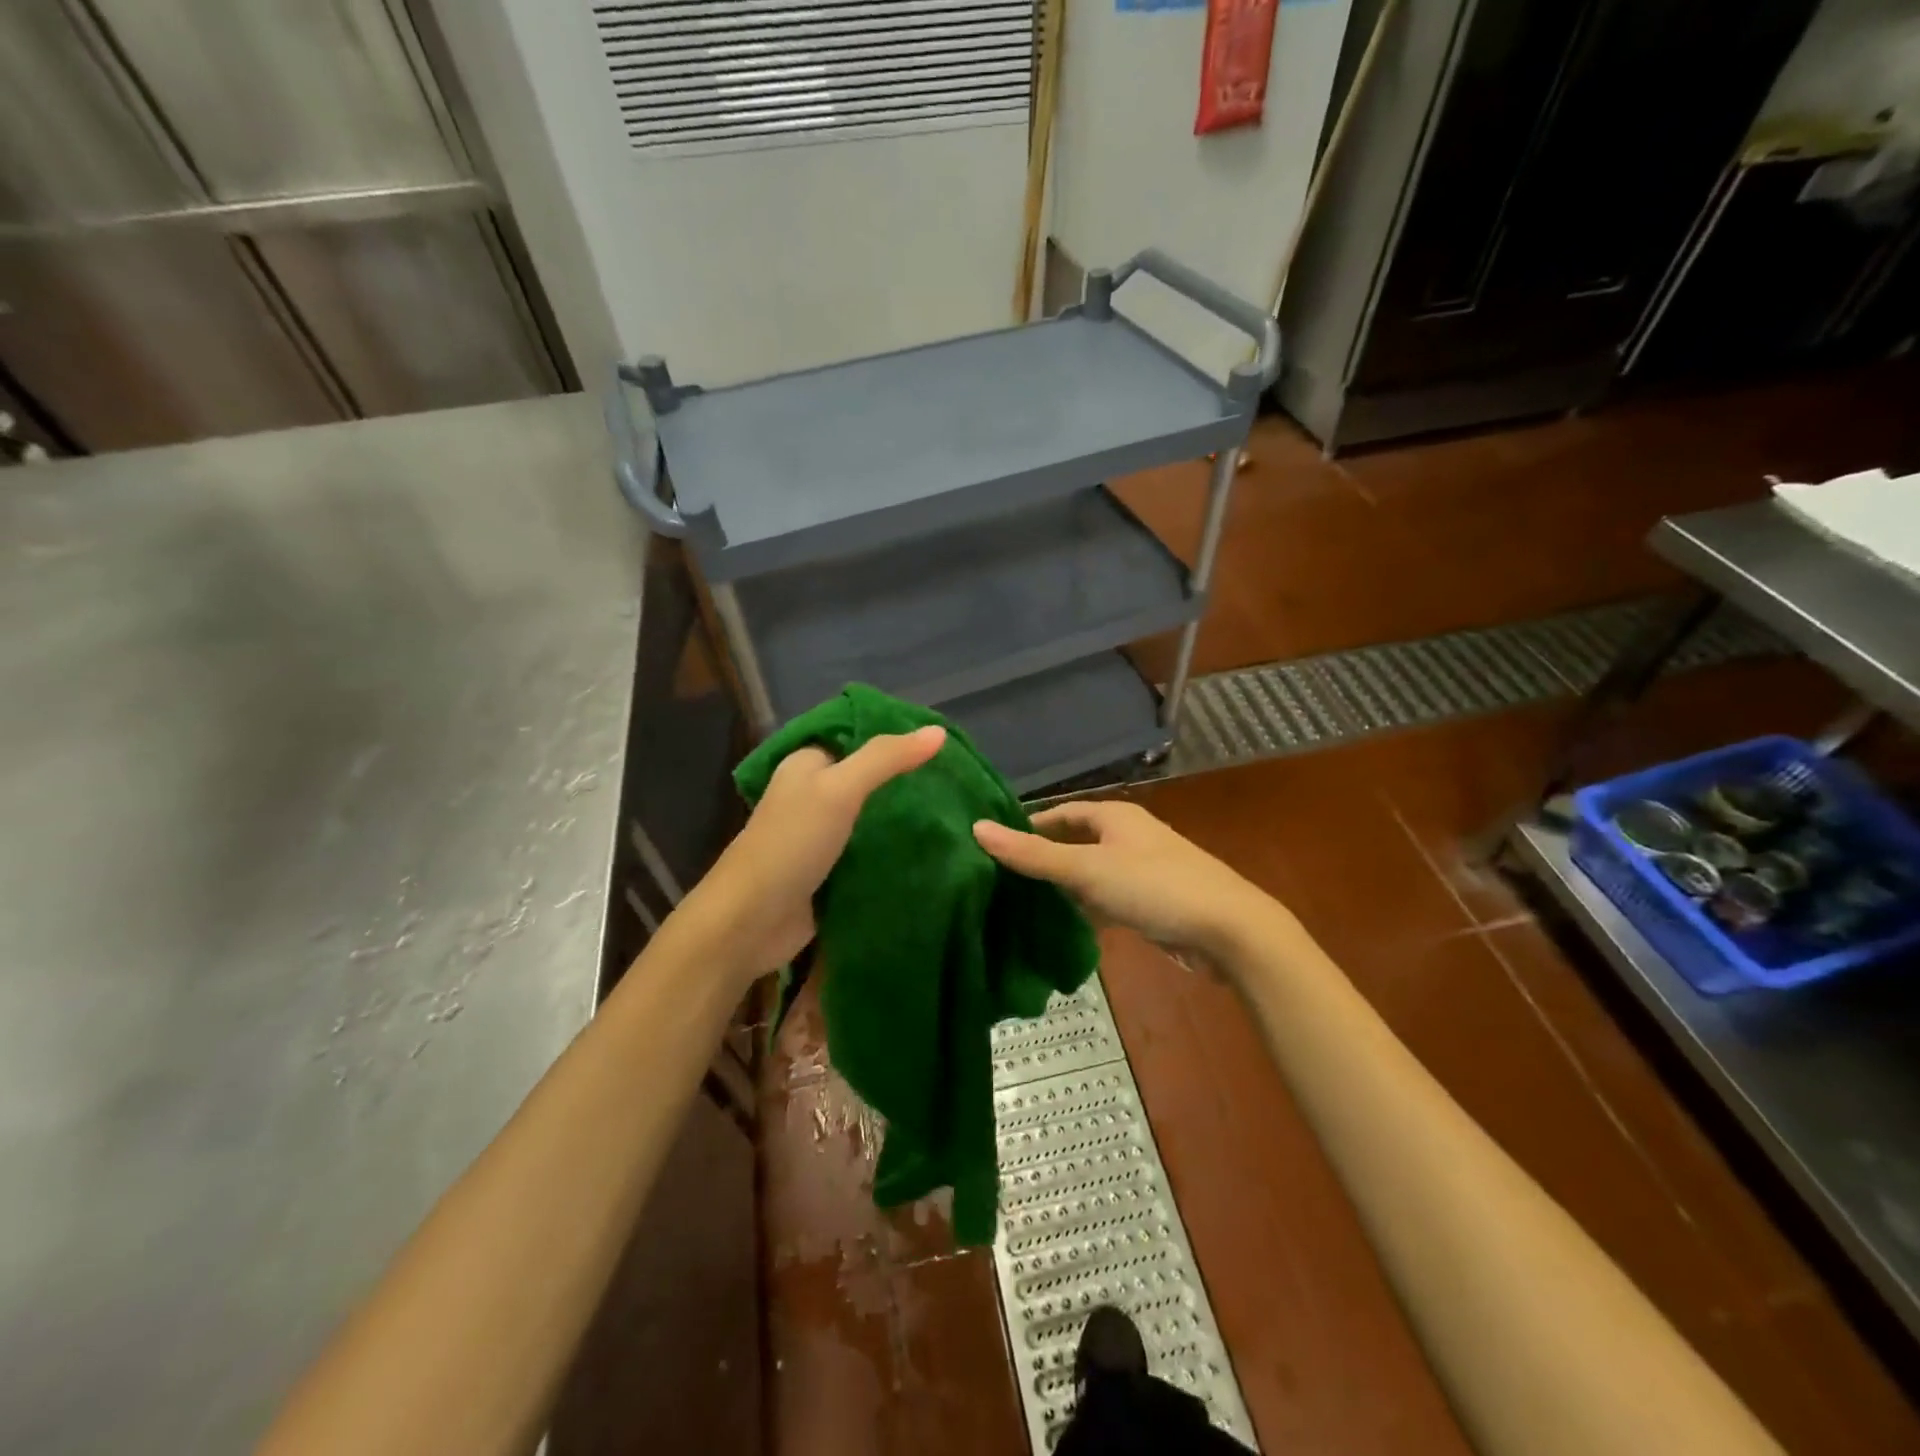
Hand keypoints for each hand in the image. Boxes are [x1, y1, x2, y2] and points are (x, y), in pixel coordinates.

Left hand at [682, 725, 945, 983]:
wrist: (750, 922)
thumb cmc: (791, 844)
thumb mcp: (839, 789)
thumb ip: (886, 759)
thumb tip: (938, 731)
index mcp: (807, 765)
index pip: (858, 738)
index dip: (897, 738)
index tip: (944, 744)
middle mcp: (812, 795)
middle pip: (868, 780)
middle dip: (906, 782)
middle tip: (956, 782)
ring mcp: (821, 837)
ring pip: (871, 818)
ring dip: (904, 819)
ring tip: (955, 814)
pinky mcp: (830, 873)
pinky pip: (869, 854)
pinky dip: (894, 852)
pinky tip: (932, 850)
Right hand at [972, 799, 1271, 967]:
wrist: (1229, 931)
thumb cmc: (1155, 887)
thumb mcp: (1087, 869)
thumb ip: (1032, 854)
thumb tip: (977, 828)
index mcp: (1114, 816)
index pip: (1060, 813)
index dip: (1029, 826)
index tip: (994, 846)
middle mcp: (1127, 837)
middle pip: (1074, 843)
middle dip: (1042, 860)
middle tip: (999, 880)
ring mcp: (1141, 871)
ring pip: (1089, 875)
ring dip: (1062, 888)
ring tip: (1018, 906)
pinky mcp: (1150, 904)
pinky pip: (1106, 901)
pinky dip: (1085, 910)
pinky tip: (1061, 929)